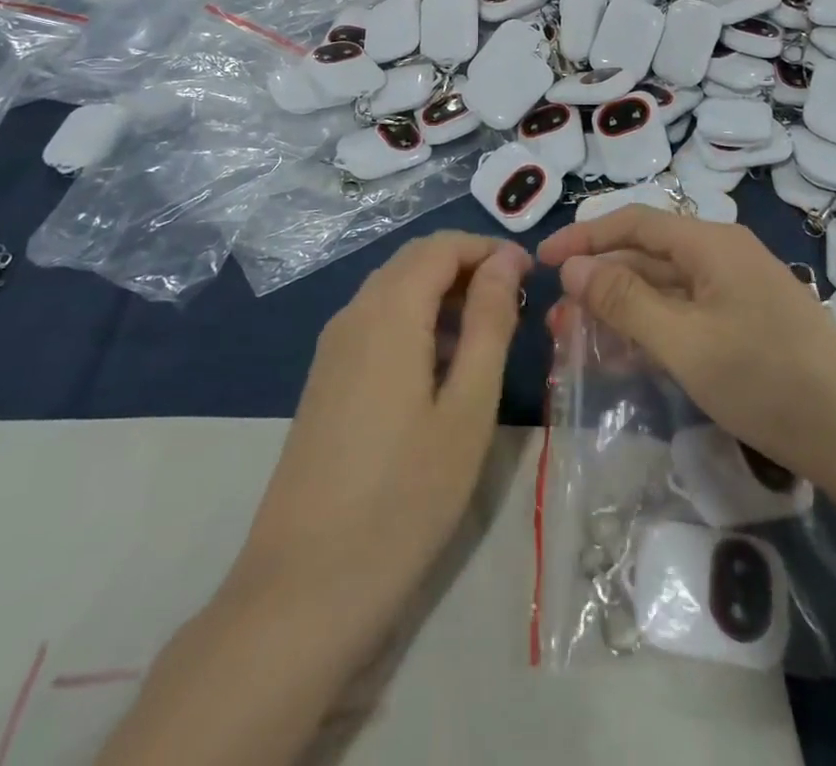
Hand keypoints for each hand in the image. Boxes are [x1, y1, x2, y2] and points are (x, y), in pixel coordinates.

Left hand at [239, 233, 528, 612]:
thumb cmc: (404, 497)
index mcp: (389, 312)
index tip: (532, 275)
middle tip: (516, 303)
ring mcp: (332, 348)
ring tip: (489, 336)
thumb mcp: (467, 408)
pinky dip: (416, 321)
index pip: (442, 246)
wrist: (303, 589)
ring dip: (443, 294)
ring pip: (394, 290)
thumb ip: (490, 323)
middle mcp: (353, 314)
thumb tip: (507, 260)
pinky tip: (442, 368)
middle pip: (415, 261)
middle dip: (468, 267)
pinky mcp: (325, 379)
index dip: (489, 248)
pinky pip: (376, 322)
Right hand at [538, 209, 835, 479]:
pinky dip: (651, 332)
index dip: (584, 237)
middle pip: (646, 258)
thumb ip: (625, 301)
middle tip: (554, 318)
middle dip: (597, 283)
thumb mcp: (685, 341)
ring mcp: (737, 294)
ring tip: (576, 340)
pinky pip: (685, 318)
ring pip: (664, 291)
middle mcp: (722, 258)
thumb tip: (572, 268)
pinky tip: (623, 359)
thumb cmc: (768, 379)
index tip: (542, 262)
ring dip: (619, 311)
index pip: (633, 224)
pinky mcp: (747, 328)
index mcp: (710, 244)